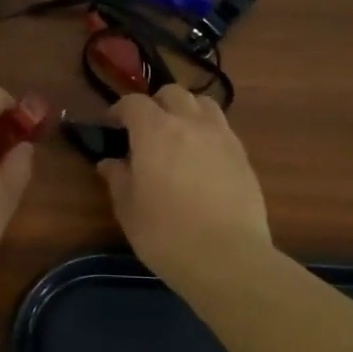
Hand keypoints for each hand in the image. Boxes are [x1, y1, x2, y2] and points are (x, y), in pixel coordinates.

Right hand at [97, 85, 272, 286]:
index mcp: (154, 131)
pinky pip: (222, 128)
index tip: (112, 125)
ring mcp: (221, 136)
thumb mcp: (129, 210)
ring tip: (178, 135)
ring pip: (203, 104)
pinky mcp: (243, 155)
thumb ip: (118, 179)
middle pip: (172, 94)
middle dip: (155, 104)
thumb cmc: (166, 234)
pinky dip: (207, 131)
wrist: (227, 257)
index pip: (134, 103)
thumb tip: (109, 163)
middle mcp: (190, 123)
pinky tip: (202, 157)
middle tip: (145, 129)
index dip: (119, 110)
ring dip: (186, 111)